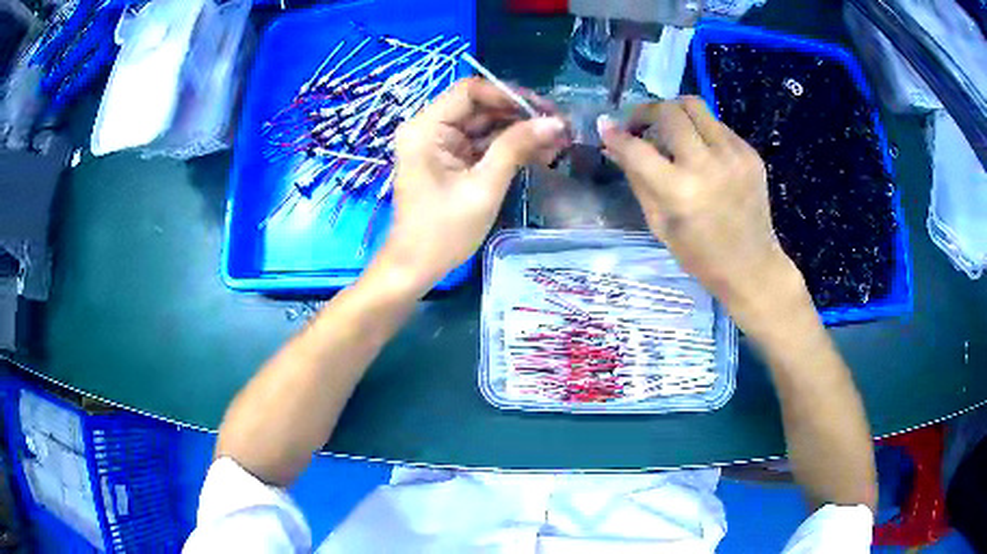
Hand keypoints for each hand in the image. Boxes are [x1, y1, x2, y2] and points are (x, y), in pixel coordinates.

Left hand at [368, 77, 570, 297]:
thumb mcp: (483, 187)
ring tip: (558, 141)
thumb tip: (555, 122)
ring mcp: (440, 144)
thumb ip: (517, 147)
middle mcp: (430, 128)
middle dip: (520, 115)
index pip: (469, 91)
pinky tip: (541, 152)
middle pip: (480, 106)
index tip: (543, 110)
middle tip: (560, 126)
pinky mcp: (451, 160)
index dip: (508, 94)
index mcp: (426, 128)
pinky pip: (483, 144)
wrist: (416, 268)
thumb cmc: (443, 232)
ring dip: (520, 132)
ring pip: (485, 125)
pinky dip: (509, 148)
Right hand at [597, 96, 802, 313]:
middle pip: (669, 111)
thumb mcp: (659, 223)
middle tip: (640, 126)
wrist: (752, 267)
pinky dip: (700, 131)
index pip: (637, 149)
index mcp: (680, 191)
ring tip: (669, 130)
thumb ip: (637, 178)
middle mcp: (707, 165)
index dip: (615, 134)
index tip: (605, 126)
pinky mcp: (750, 154)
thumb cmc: (700, 255)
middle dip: (646, 111)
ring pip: (695, 106)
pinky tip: (700, 151)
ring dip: (674, 112)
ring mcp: (733, 155)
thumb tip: (613, 145)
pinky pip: (717, 125)